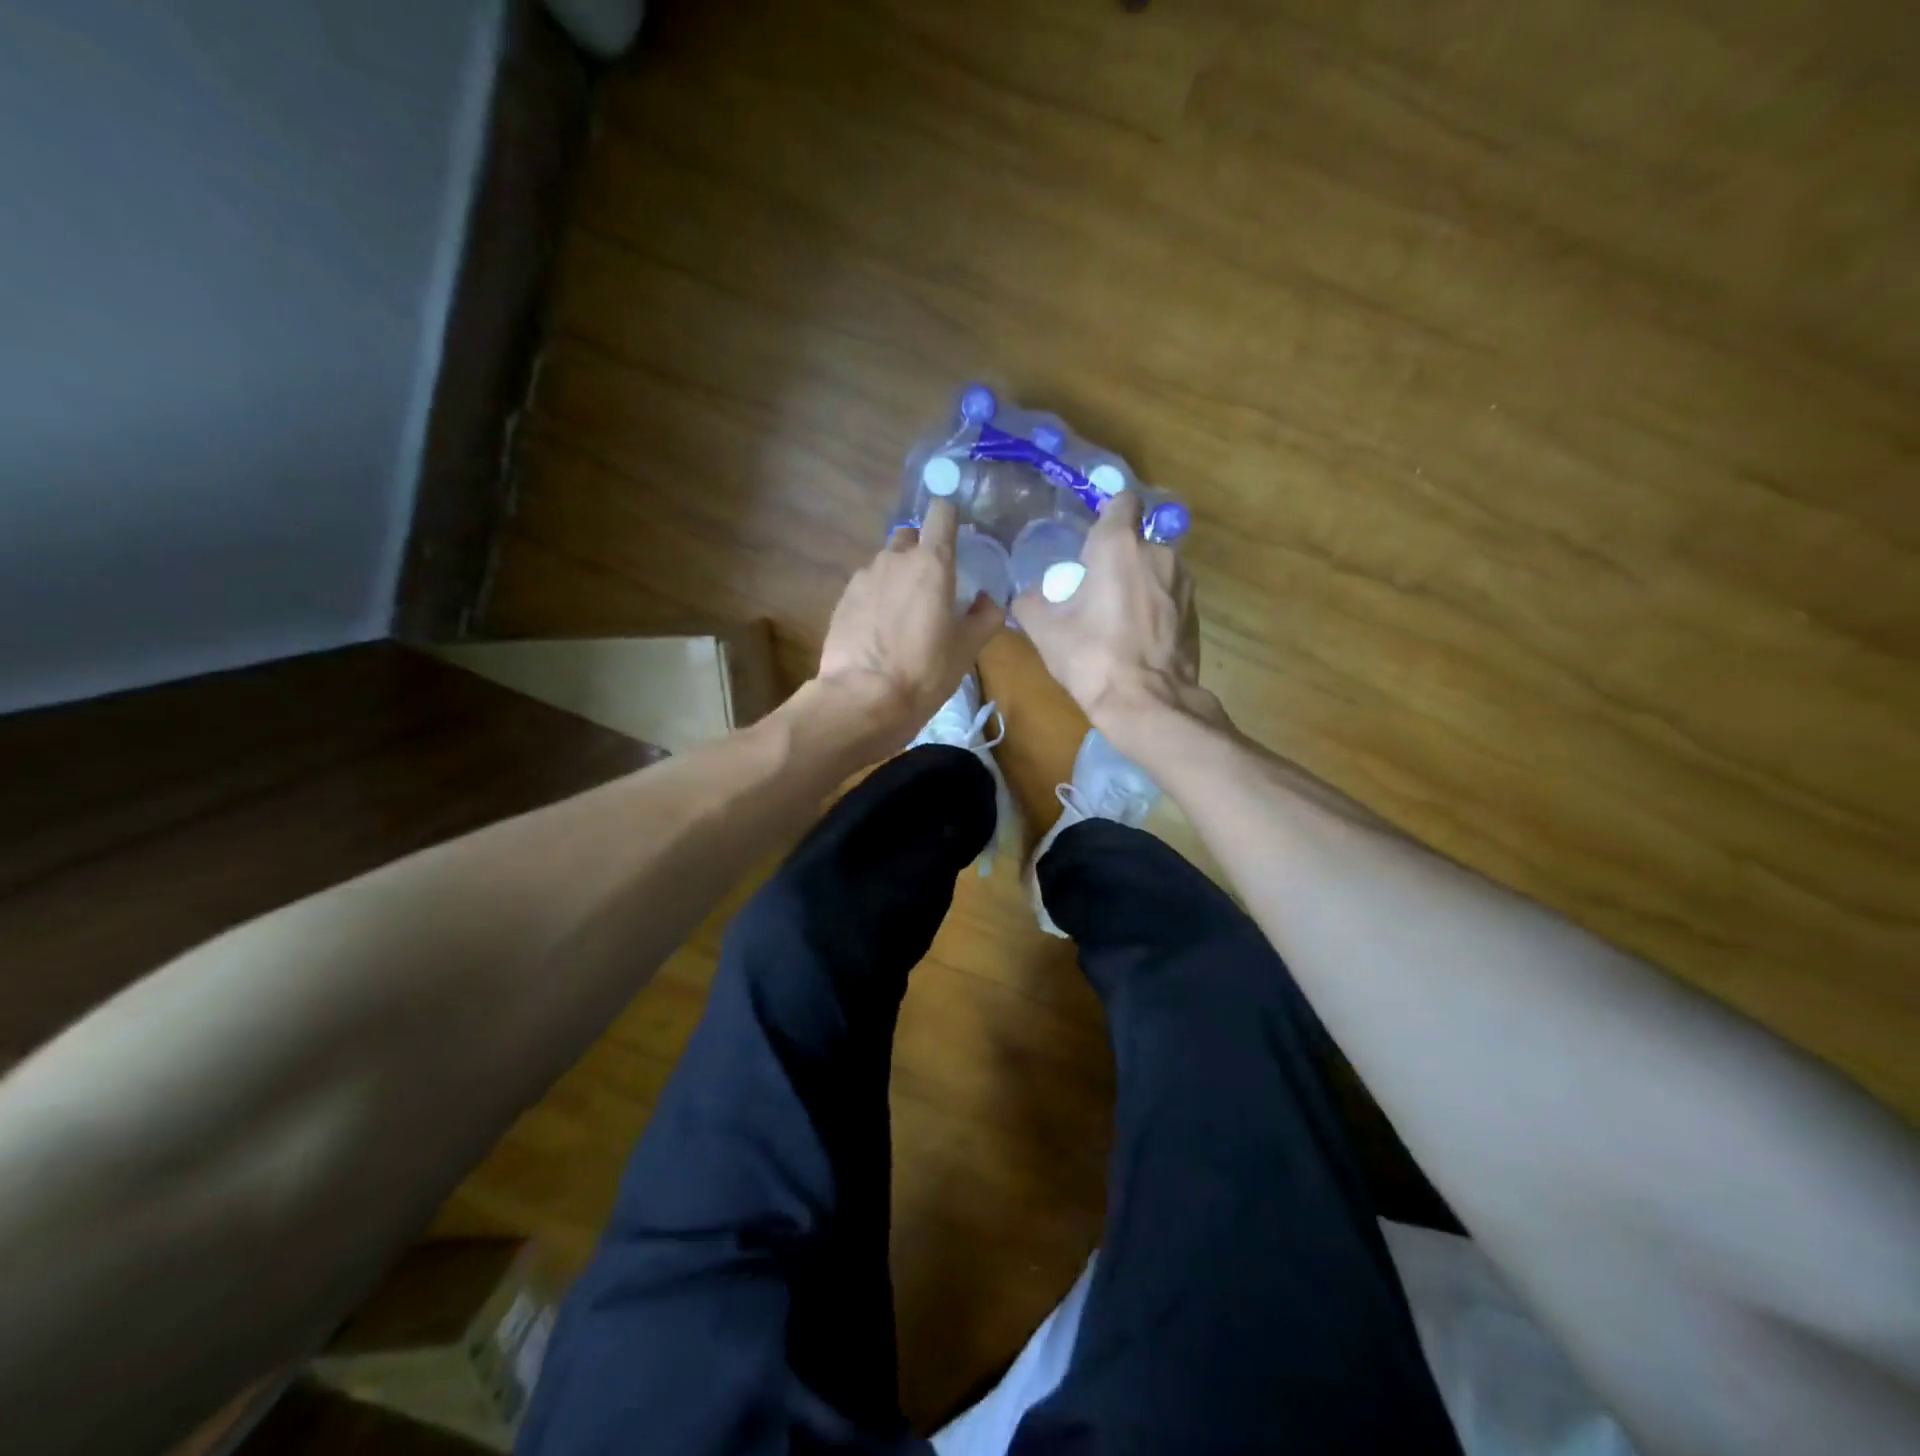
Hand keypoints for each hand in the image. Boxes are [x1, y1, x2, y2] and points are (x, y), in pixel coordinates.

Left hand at [813, 498, 1005, 752]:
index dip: (950, 518)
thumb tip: (988, 601)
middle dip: (922, 552)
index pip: (941, 512)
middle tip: (932, 587)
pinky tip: (880, 630)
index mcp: (932, 562)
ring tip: (904, 615)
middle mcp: (895, 558)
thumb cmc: (925, 671)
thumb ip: (986, 617)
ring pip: (886, 563)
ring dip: (898, 577)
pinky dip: (877, 597)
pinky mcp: (843, 599)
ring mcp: (864, 577)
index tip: (957, 538)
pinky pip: (867, 586)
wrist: (862, 699)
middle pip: (911, 536)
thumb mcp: (967, 649)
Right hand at [1014, 491, 1222, 757]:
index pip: (1121, 501)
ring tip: (1117, 621)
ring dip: (1138, 585)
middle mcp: (1159, 552)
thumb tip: (1027, 595)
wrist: (1147, 704)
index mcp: (1119, 545)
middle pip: (1135, 543)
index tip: (1090, 542)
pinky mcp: (1195, 612)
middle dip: (1117, 561)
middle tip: (1094, 593)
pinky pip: (1169, 598)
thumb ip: (1030, 601)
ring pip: (1154, 571)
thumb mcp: (1044, 630)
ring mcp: (1183, 583)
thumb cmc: (1092, 657)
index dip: (1106, 516)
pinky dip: (1155, 609)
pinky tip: (1138, 640)